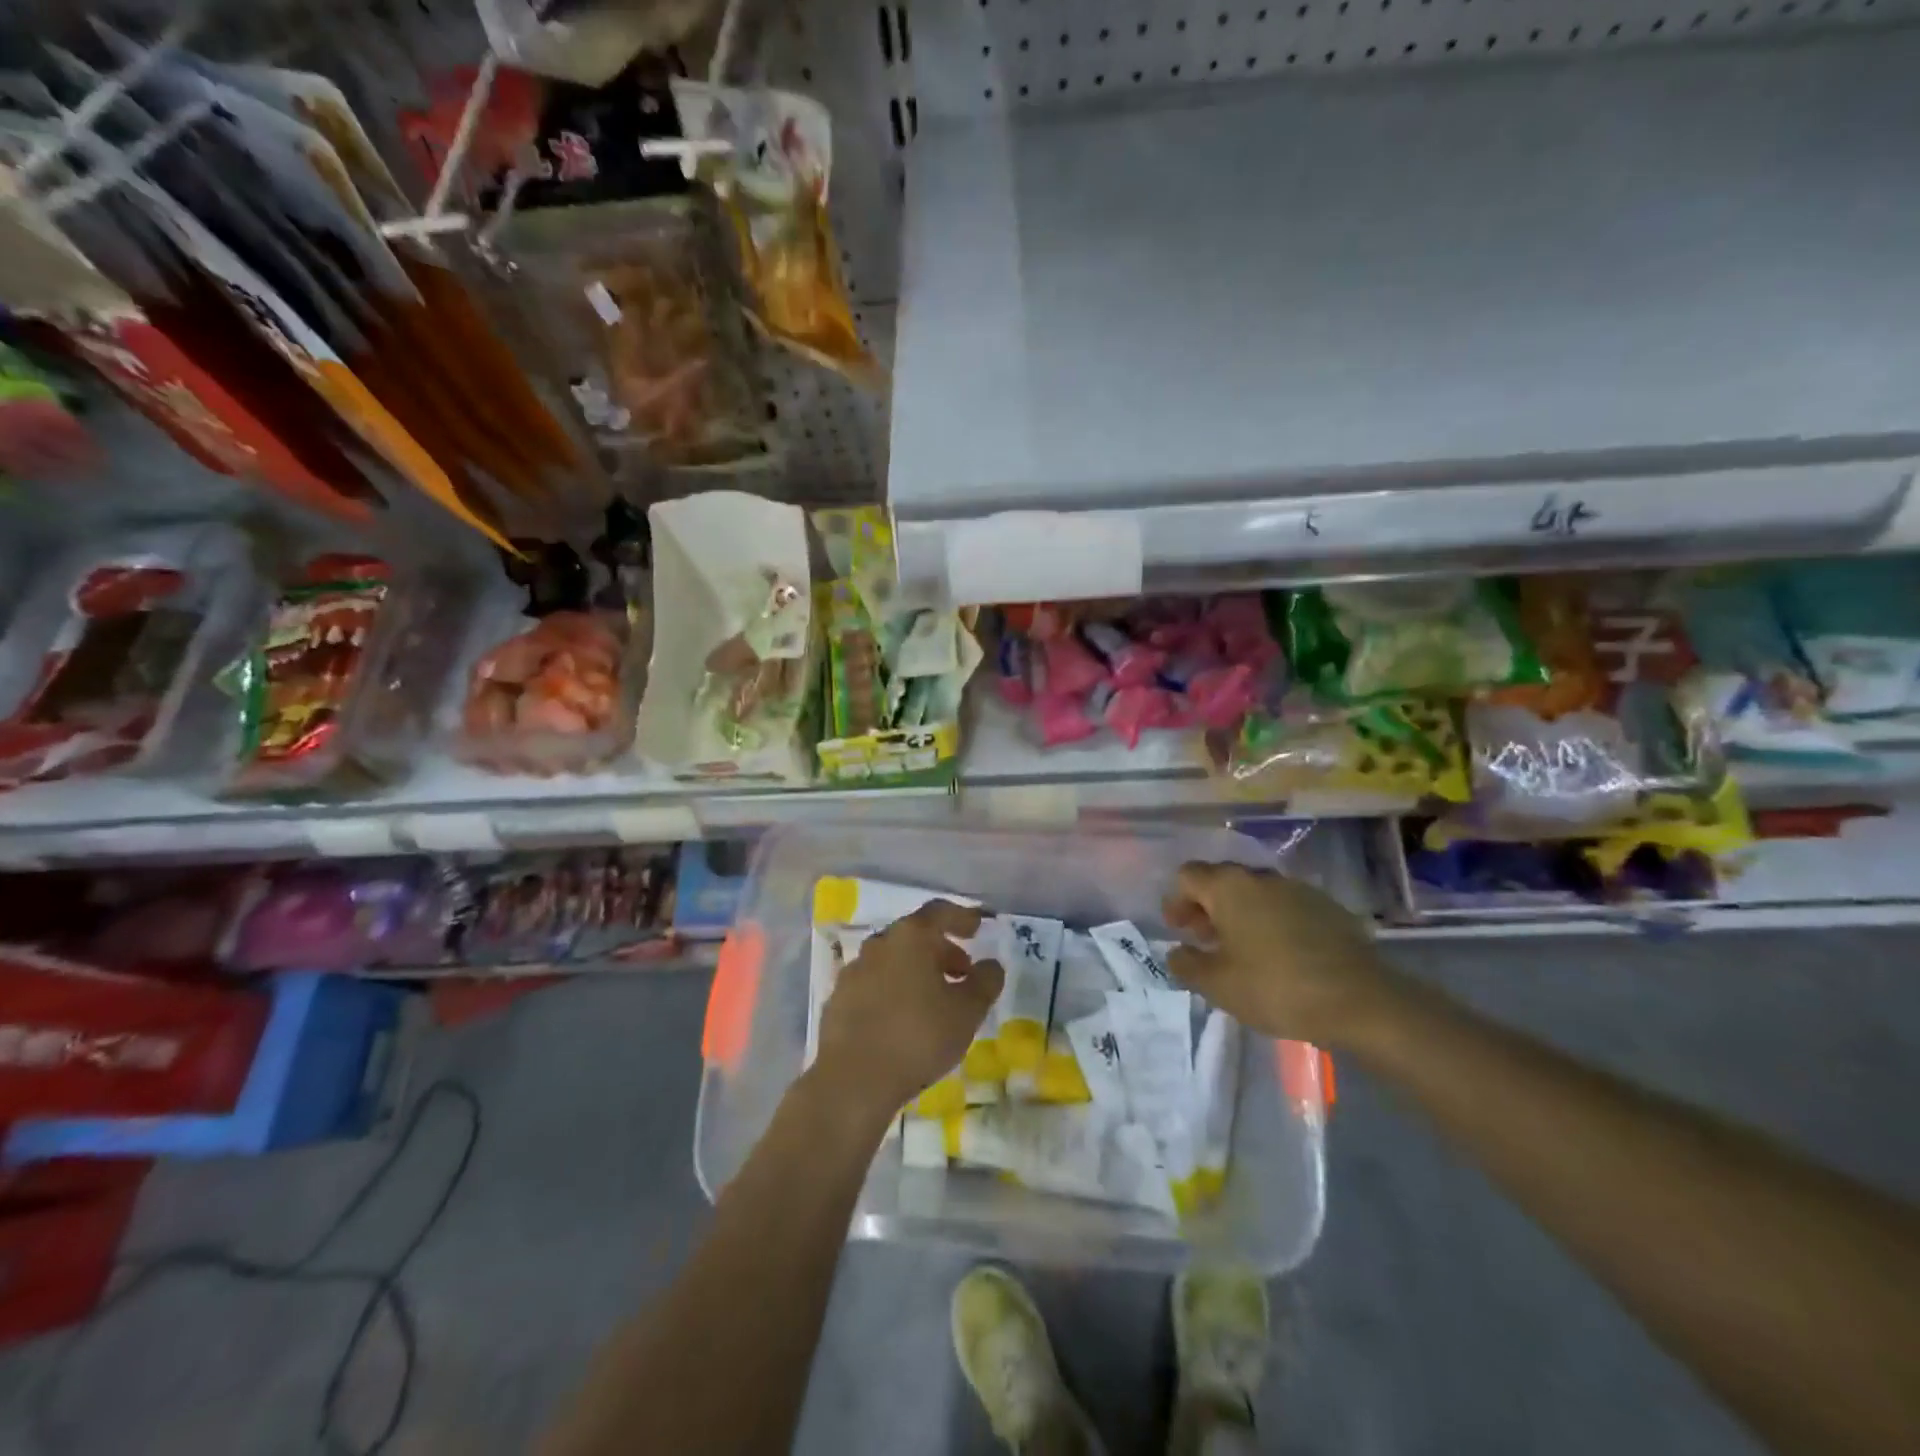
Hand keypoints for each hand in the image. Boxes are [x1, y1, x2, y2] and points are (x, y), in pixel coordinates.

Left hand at [811, 901, 1005, 1119]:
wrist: (852, 1079)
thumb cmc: (918, 1036)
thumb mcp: (967, 1012)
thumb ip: (985, 982)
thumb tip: (991, 965)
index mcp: (910, 936)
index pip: (940, 912)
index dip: (962, 917)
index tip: (978, 927)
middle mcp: (879, 943)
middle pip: (915, 935)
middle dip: (941, 949)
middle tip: (962, 972)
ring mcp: (854, 970)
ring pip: (893, 960)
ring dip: (917, 971)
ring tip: (936, 999)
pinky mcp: (838, 999)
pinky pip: (874, 984)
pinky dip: (894, 990)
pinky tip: (904, 1019)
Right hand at [1164, 862, 1400, 1046]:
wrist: (1361, 1000)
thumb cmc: (1276, 987)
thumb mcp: (1218, 985)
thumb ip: (1187, 965)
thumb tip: (1177, 952)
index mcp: (1229, 887)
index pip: (1188, 875)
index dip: (1176, 900)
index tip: (1178, 930)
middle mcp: (1261, 877)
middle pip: (1222, 880)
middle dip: (1206, 907)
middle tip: (1204, 940)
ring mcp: (1298, 889)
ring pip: (1255, 893)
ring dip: (1240, 914)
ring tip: (1241, 950)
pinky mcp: (1327, 907)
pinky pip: (1285, 906)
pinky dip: (1271, 922)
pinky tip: (1278, 954)